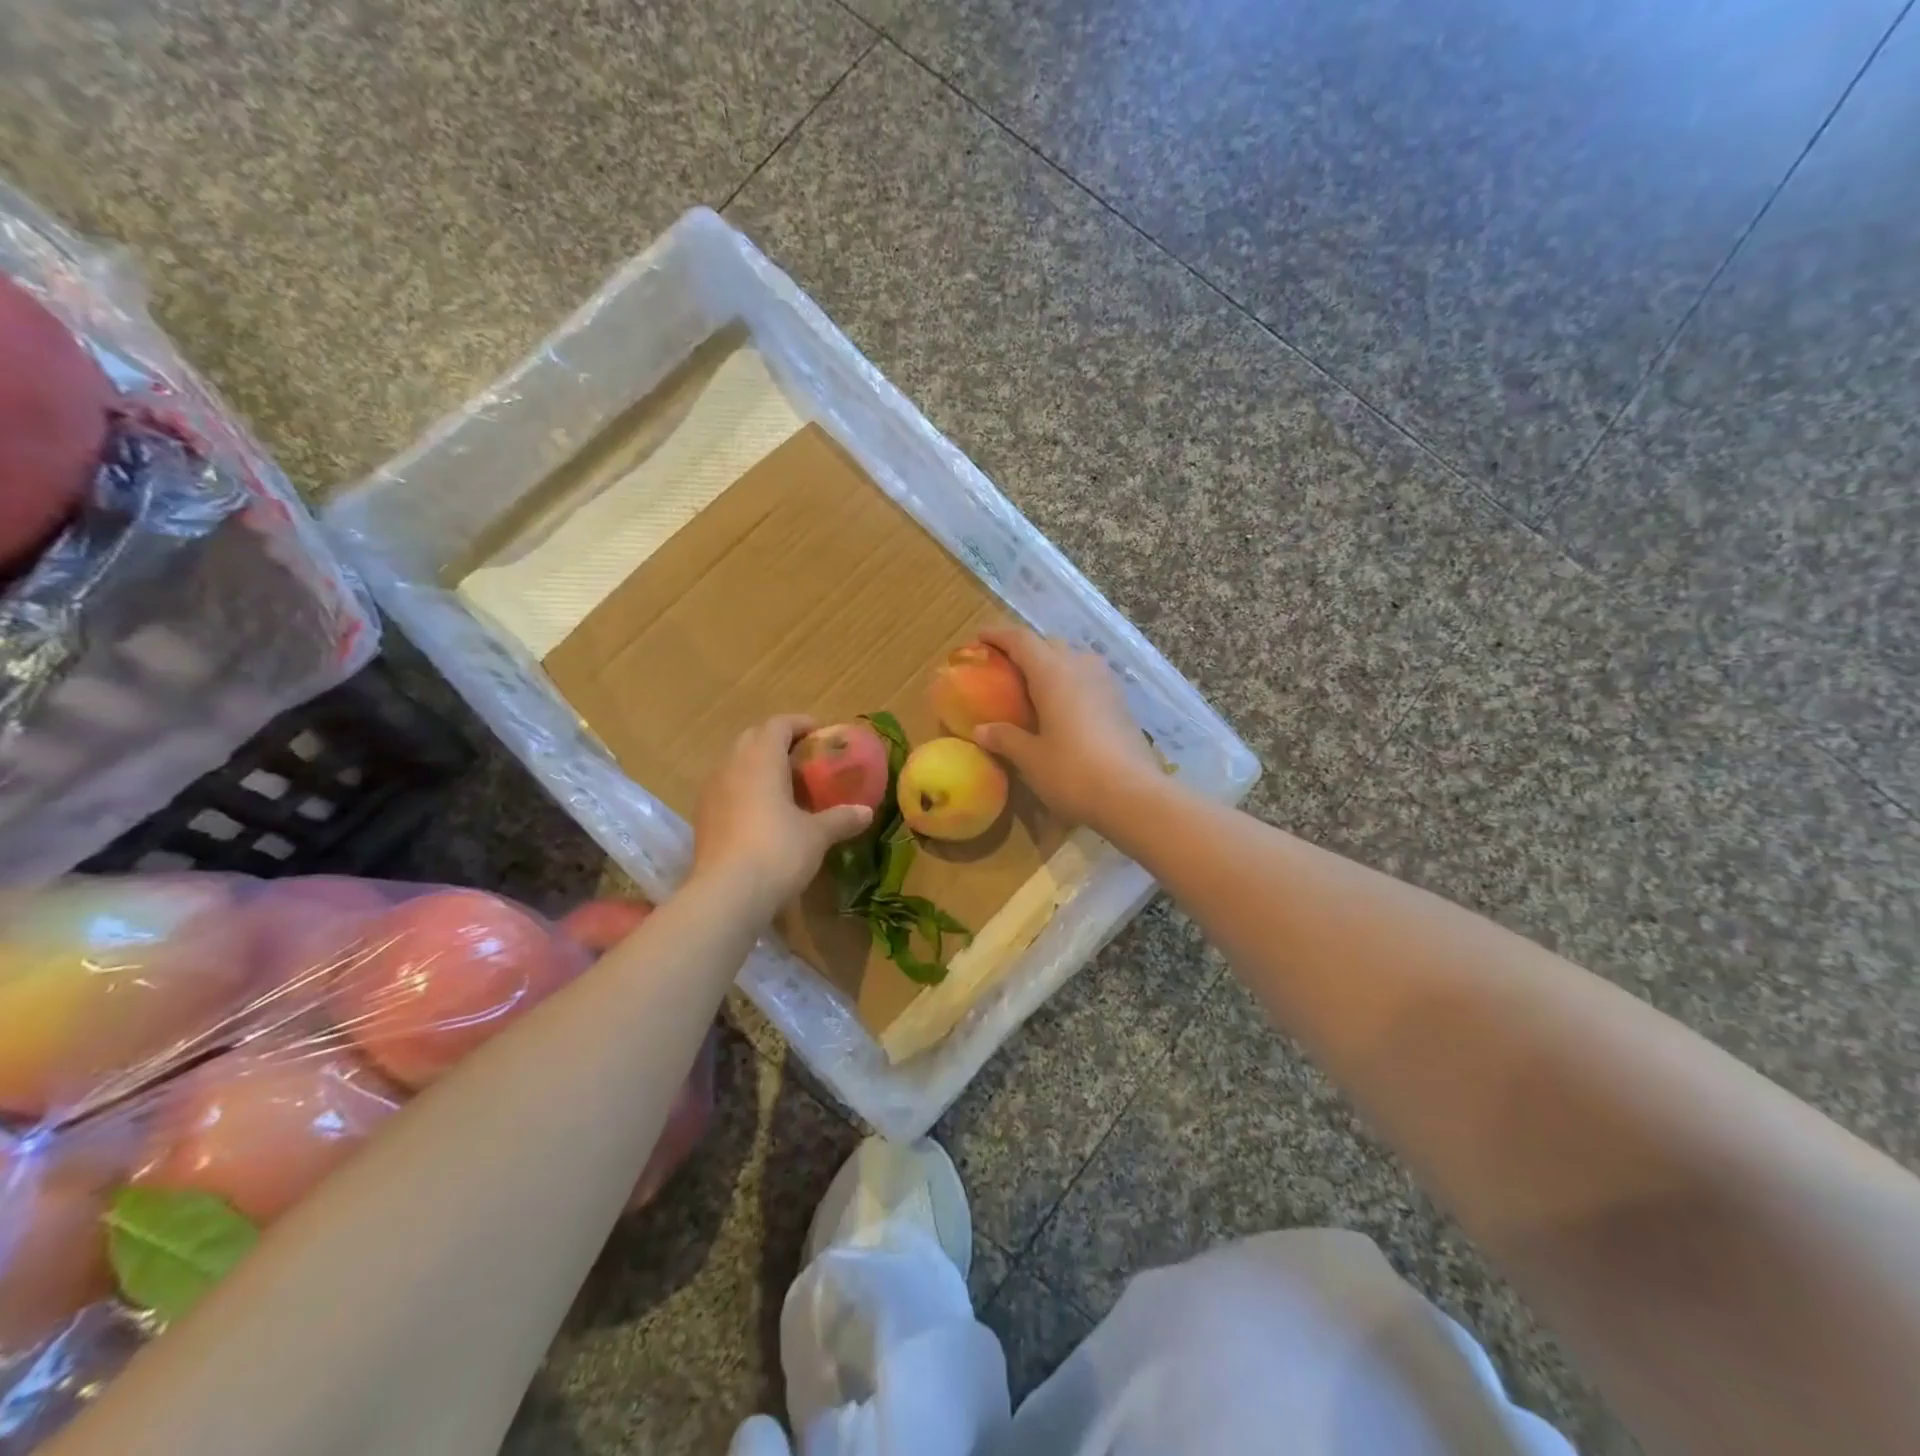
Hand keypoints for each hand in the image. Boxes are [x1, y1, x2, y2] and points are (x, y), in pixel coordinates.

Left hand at [691, 715, 872, 910]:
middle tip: (804, 757)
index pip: (778, 724)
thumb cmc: (777, 851)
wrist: (726, 894)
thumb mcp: (817, 835)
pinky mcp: (702, 817)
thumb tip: (866, 812)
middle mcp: (732, 765)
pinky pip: (726, 787)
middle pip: (753, 737)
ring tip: (784, 784)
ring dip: (759, 764)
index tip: (820, 734)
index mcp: (761, 759)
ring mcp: (711, 791)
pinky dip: (745, 788)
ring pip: (736, 762)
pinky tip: (762, 812)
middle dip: (778, 741)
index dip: (801, 724)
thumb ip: (841, 818)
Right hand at [971, 626, 1164, 831]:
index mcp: (1053, 673)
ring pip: (1073, 659)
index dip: (999, 635)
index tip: (980, 637)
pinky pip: (1089, 679)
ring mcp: (1106, 683)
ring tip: (1034, 686)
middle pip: (1049, 644)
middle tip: (1005, 666)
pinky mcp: (1121, 702)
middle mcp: (1081, 667)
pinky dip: (1070, 682)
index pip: (1021, 640)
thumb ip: (1005, 738)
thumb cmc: (1073, 772)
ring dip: (1052, 664)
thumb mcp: (1031, 759)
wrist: (1134, 796)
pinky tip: (1063, 706)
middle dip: (1026, 649)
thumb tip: (981, 730)